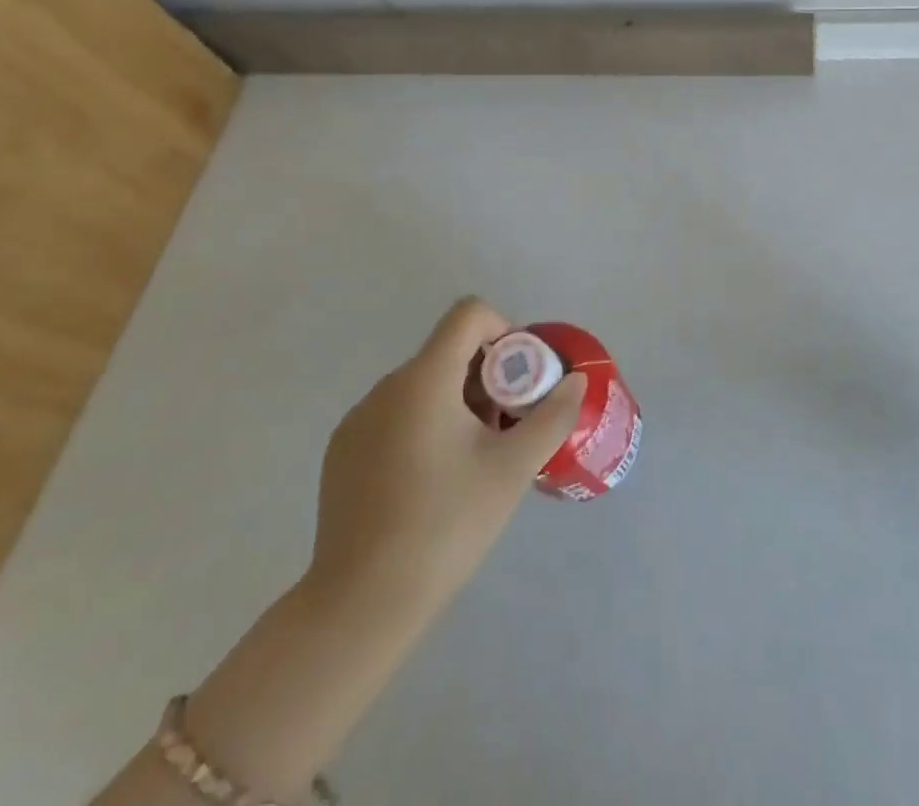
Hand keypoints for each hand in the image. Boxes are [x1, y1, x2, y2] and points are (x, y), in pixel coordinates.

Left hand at [302, 297, 586, 620]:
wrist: (361, 605)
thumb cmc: (445, 526)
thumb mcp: (512, 470)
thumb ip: (551, 416)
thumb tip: (575, 381)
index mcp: (424, 379)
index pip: (469, 314)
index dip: (504, 332)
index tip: (520, 381)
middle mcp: (386, 387)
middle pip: (448, 352)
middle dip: (487, 378)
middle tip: (506, 429)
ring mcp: (358, 419)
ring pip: (422, 386)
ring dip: (456, 403)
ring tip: (472, 461)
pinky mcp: (343, 451)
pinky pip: (395, 414)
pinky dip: (423, 426)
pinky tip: (431, 482)